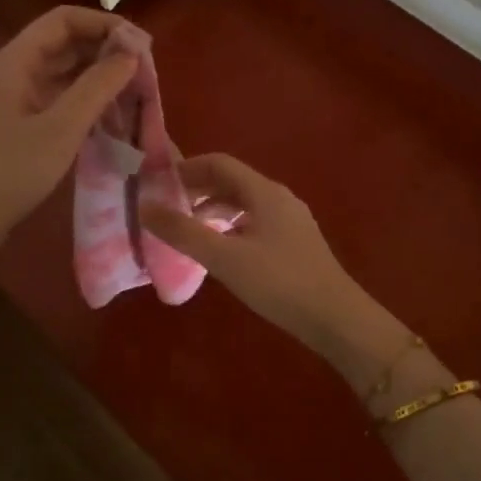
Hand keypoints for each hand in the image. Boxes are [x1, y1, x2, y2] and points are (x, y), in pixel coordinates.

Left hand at [0, 7, 136, 262]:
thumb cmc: (9, 171)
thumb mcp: (61, 128)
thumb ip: (97, 87)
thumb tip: (131, 54)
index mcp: (15, 60)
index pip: (64, 20)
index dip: (104, 24)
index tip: (141, 44)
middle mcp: (13, 71)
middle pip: (64, 44)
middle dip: (105, 51)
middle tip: (145, 72)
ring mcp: (14, 99)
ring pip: (63, 73)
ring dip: (98, 78)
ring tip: (135, 93)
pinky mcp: (18, 124)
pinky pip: (57, 99)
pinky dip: (85, 101)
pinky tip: (110, 117)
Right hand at [140, 153, 403, 372]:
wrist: (335, 317)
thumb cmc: (278, 282)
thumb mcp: (224, 257)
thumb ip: (183, 232)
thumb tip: (145, 207)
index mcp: (264, 192)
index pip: (220, 163)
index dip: (187, 168)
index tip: (158, 184)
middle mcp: (279, 197)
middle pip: (232, 181)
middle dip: (198, 190)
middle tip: (167, 208)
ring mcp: (291, 220)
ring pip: (245, 203)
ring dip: (214, 210)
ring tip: (188, 230)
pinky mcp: (296, 242)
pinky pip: (256, 221)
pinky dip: (232, 227)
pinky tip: (221, 251)